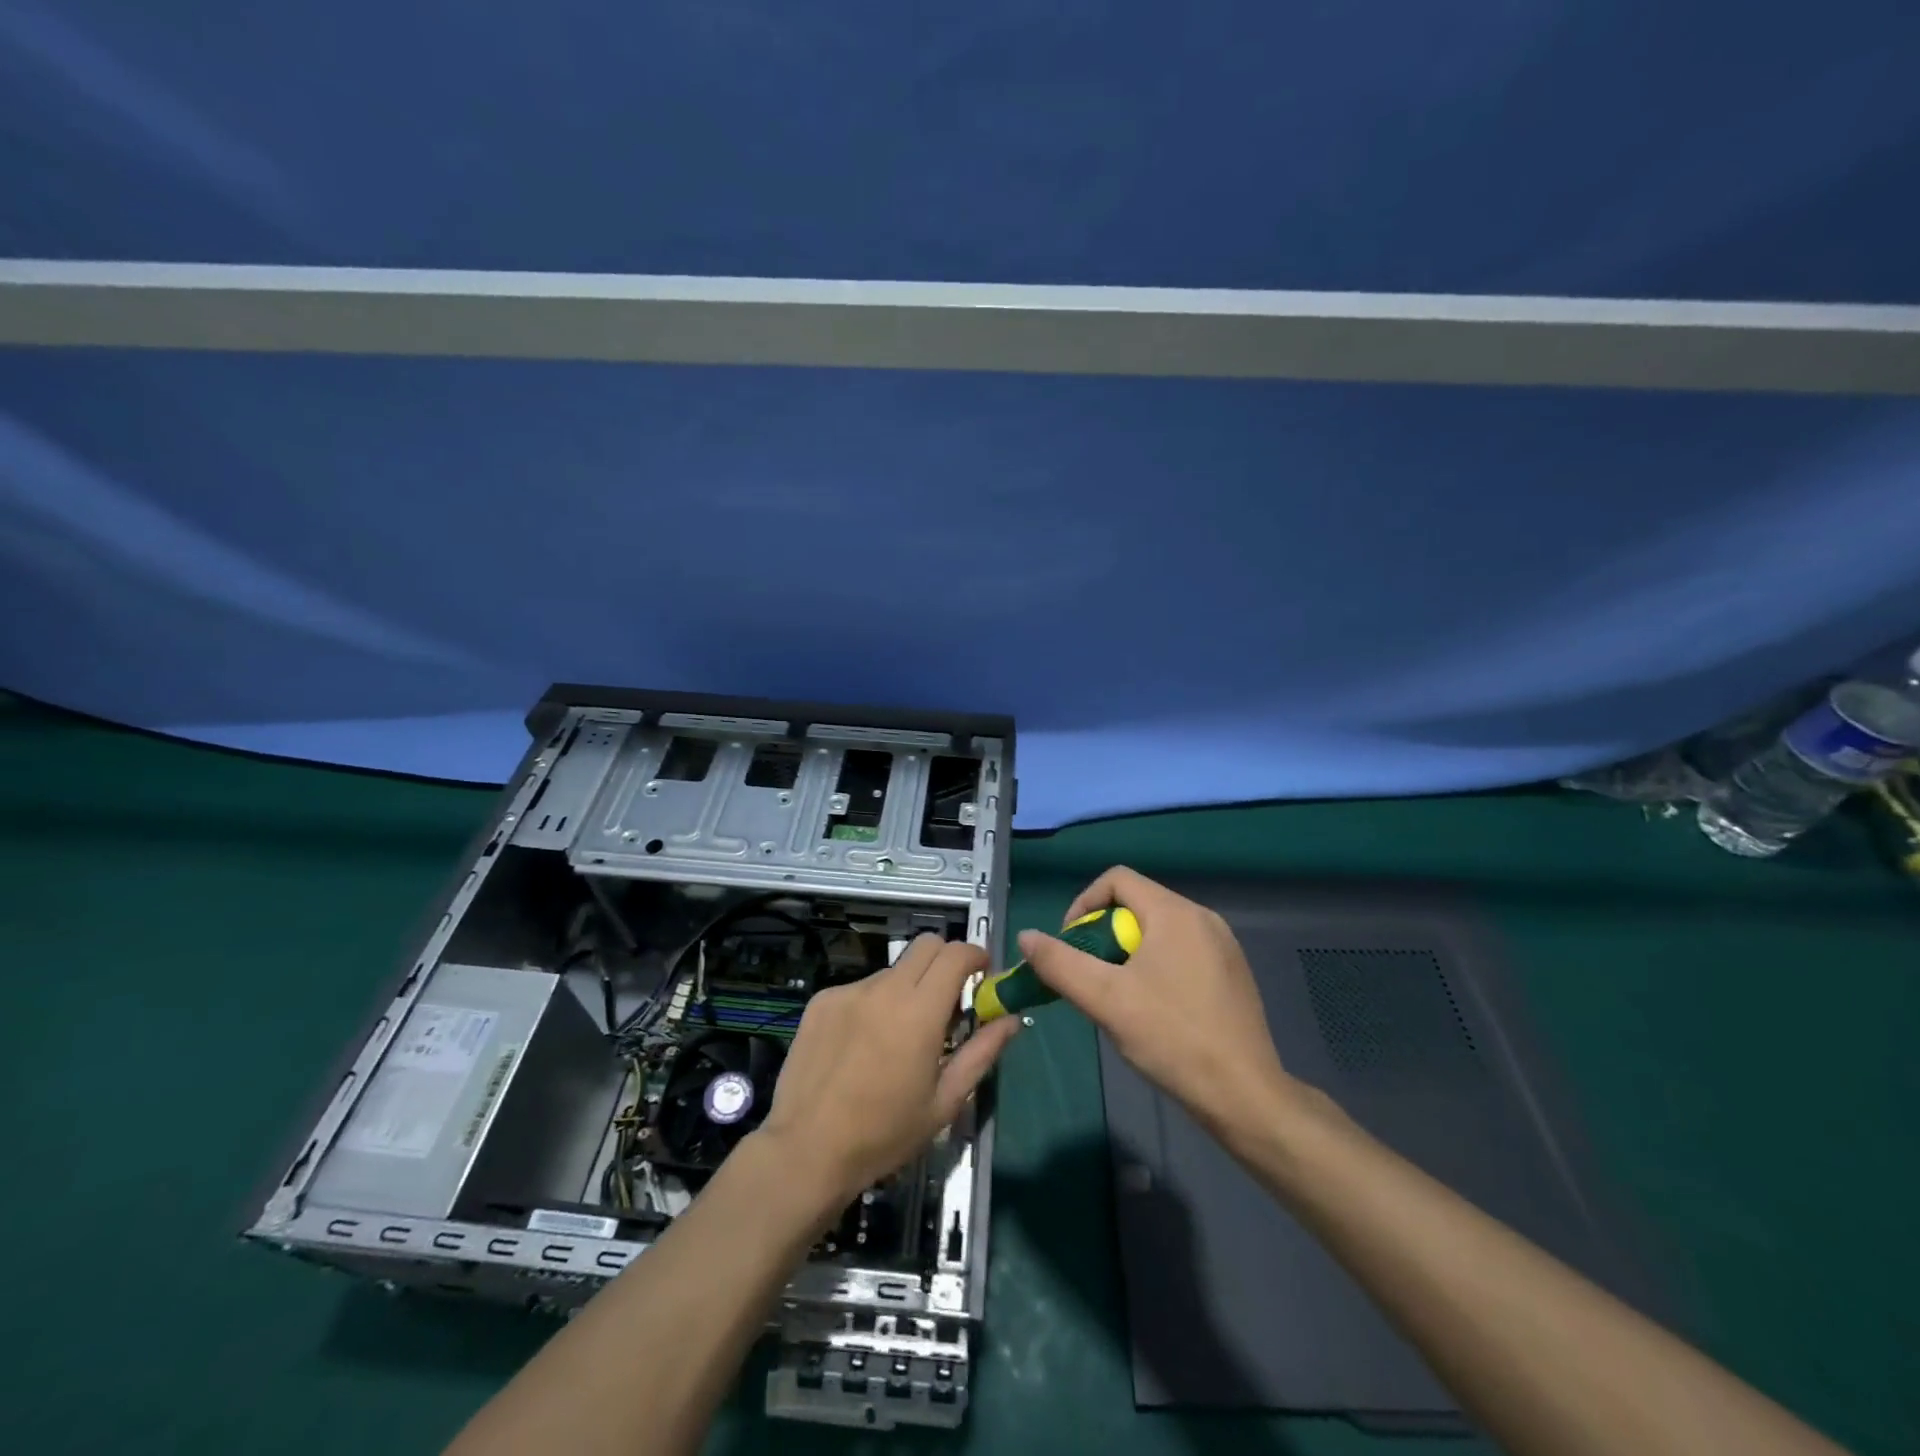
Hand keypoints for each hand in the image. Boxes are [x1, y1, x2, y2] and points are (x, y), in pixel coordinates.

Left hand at [755, 934, 1020, 1204]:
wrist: (806, 1151)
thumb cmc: (884, 1134)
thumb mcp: (944, 1101)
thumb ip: (982, 1052)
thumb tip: (1011, 1019)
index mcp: (919, 1012)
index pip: (956, 954)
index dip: (975, 956)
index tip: (982, 975)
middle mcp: (884, 989)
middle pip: (926, 945)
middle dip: (945, 960)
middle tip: (948, 999)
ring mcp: (848, 991)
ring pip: (892, 970)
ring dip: (907, 988)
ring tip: (898, 1036)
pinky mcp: (822, 1001)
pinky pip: (860, 989)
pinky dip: (873, 1004)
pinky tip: (862, 1045)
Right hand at [1018, 867, 1300, 1141]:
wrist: (1245, 1096)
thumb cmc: (1172, 1039)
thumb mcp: (1106, 1000)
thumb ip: (1061, 964)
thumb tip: (1026, 937)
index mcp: (1175, 913)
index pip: (1117, 879)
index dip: (1083, 904)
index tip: (1071, 945)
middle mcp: (1203, 918)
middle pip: (1137, 904)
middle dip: (1103, 934)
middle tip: (1091, 976)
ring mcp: (1223, 946)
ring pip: (1158, 930)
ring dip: (1127, 952)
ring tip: (1117, 996)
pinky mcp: (1233, 973)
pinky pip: (1181, 951)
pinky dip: (1156, 966)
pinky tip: (1153, 1010)